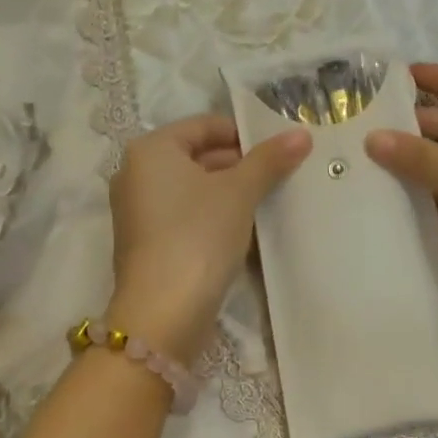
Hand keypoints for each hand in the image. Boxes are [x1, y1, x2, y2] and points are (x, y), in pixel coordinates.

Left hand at [106, 115, 311, 362]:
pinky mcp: (146, 244)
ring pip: (192, 190)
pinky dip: (212, 218)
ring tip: (267, 203)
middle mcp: (136, 175)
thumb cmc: (198, 236)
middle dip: (239, 165)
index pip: (203, 125)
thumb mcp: (239, 192)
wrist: (164, 311)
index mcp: (150, 150)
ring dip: (228, 194)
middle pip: (196, 157)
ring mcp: (138, 212)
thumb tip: (301, 134)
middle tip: (278, 177)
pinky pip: (184, 217)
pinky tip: (243, 232)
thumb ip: (269, 160)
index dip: (243, 133)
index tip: (278, 150)